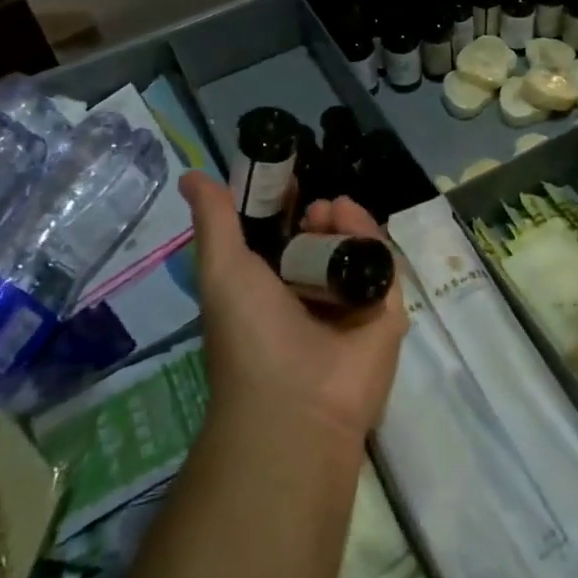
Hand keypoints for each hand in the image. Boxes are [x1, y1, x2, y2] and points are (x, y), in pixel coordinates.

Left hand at [181, 173, 406, 445]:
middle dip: (318, 215)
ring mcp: (350, 305)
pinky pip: (382, 263)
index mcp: (271, 291)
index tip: (286, 179)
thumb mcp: (222, 270)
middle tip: (312, 206)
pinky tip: (351, 219)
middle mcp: (311, 296)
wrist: (294, 403)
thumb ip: (214, 220)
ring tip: (329, 211)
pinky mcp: (386, 310)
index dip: (284, 207)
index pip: (283, 238)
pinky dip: (369, 236)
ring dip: (344, 221)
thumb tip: (191, 174)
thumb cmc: (249, 334)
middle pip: (324, 240)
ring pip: (355, 247)